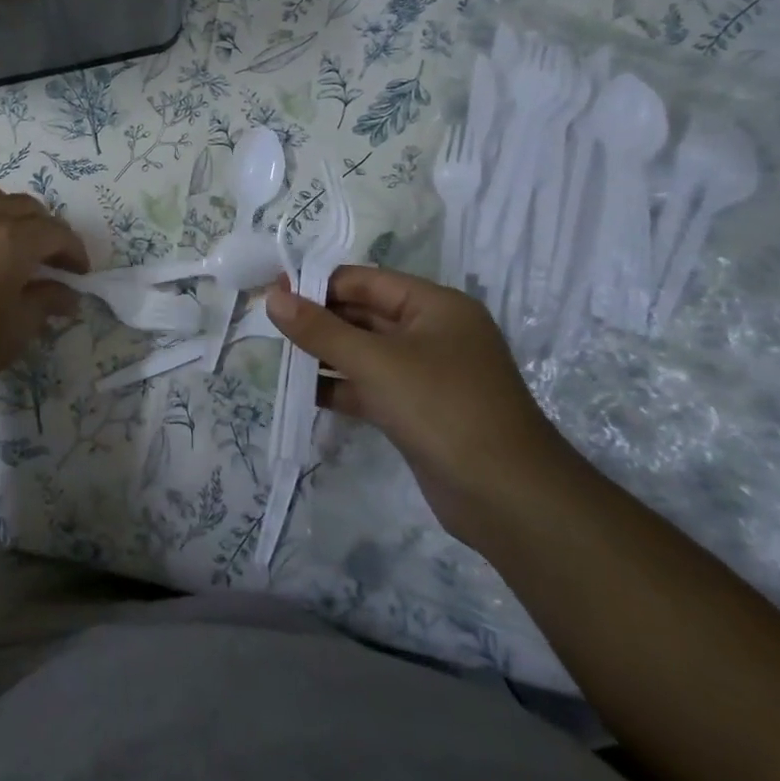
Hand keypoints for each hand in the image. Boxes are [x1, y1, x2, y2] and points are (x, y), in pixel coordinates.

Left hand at [0, 182, 87, 408]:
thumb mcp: (18, 328)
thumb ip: (47, 301)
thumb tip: (69, 294)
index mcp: (11, 240)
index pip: (55, 232)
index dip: (74, 250)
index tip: (81, 273)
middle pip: (29, 208)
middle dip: (49, 231)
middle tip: (56, 262)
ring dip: (17, 213)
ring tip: (22, 242)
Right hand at [266, 266, 578, 545]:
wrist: (509, 499)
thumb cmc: (442, 408)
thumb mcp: (375, 362)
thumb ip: (319, 329)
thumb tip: (273, 297)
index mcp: (434, 306)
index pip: (366, 281)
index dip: (319, 284)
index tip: (274, 293)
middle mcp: (433, 333)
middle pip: (364, 315)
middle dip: (319, 321)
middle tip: (270, 326)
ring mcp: (427, 375)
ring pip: (365, 353)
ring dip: (325, 355)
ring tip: (279, 358)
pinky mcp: (418, 411)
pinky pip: (371, 387)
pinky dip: (340, 387)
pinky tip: (304, 392)